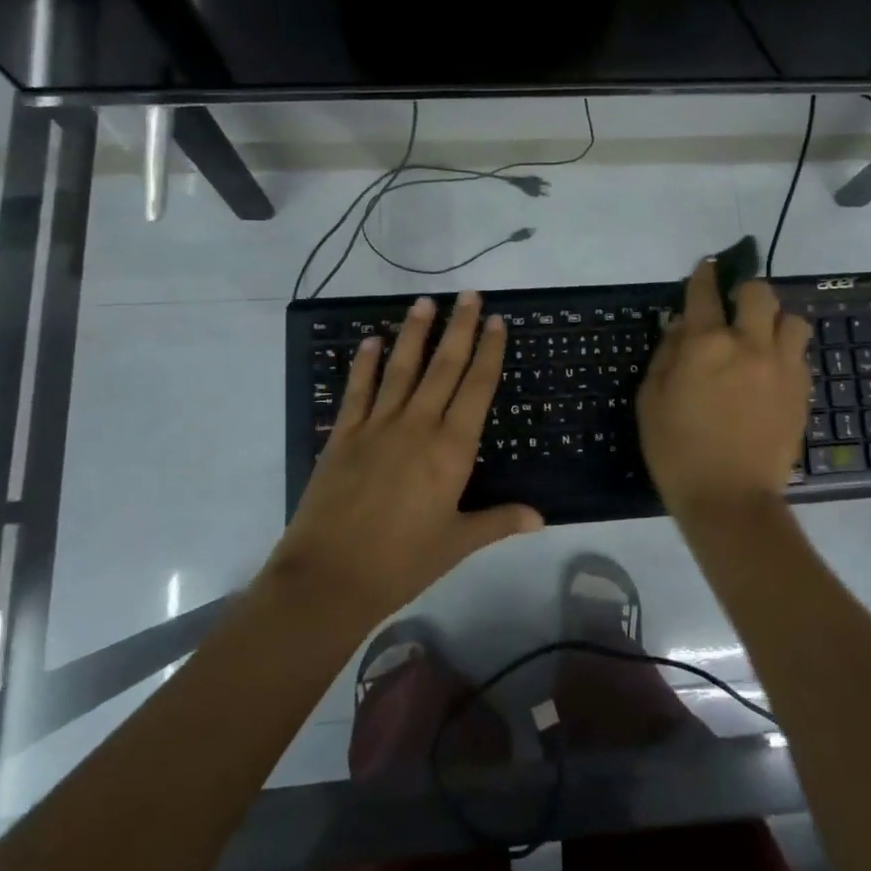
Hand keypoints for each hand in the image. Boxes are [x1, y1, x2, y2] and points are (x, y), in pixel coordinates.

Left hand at [267, 291, 542, 622]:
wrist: (329, 577)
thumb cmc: (402, 563)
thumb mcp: (457, 543)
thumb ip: (498, 521)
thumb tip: (540, 517)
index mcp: (451, 450)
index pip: (477, 389)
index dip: (489, 352)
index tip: (496, 322)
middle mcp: (417, 426)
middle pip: (444, 367)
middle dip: (459, 327)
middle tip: (468, 293)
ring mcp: (377, 426)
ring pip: (401, 369)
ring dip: (414, 333)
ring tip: (424, 301)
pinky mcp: (343, 435)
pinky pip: (357, 391)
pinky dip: (364, 364)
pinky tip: (370, 341)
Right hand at [637, 260, 810, 527]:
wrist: (730, 499)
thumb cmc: (676, 451)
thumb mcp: (650, 400)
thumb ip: (666, 355)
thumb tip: (680, 327)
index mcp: (705, 344)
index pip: (705, 293)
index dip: (703, 275)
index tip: (705, 268)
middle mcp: (749, 344)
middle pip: (759, 292)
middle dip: (744, 291)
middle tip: (734, 308)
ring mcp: (782, 367)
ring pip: (792, 319)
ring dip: (775, 320)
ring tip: (761, 338)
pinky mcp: (802, 391)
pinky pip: (800, 354)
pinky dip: (786, 352)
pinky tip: (771, 371)